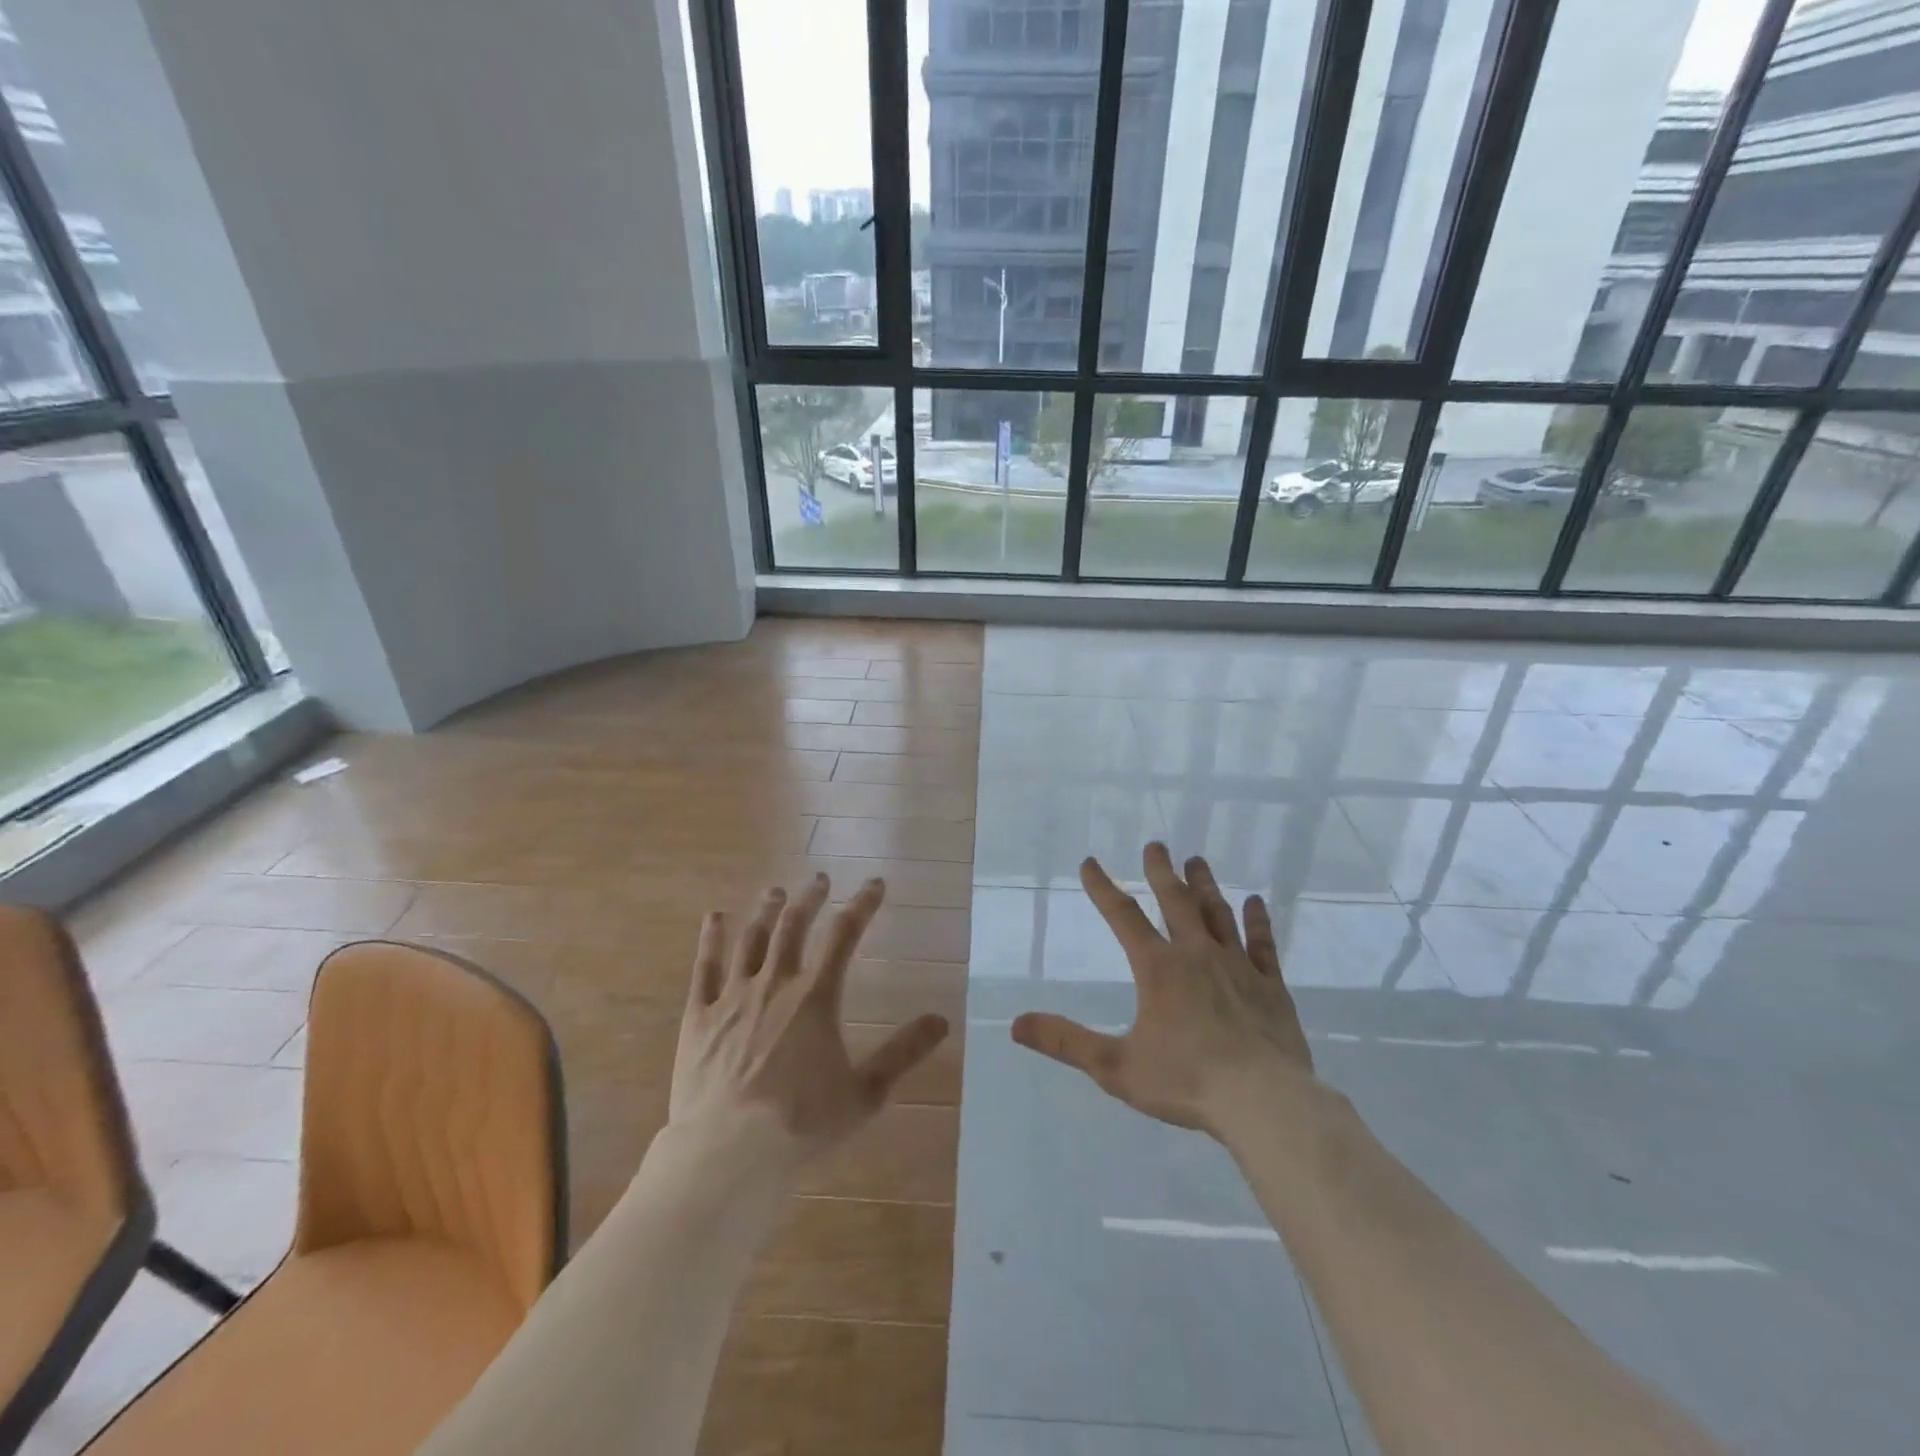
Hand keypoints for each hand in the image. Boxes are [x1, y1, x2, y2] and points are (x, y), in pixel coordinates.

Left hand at [671, 874, 948, 1160]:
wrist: (727, 1152)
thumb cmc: (801, 1124)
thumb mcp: (865, 1093)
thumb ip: (903, 1053)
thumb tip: (942, 1020)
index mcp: (816, 997)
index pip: (845, 934)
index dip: (862, 904)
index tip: (875, 884)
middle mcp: (775, 983)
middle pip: (794, 925)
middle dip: (810, 898)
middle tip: (819, 879)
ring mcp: (733, 996)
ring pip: (752, 938)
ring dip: (766, 910)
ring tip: (775, 891)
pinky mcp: (700, 1015)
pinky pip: (705, 966)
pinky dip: (711, 938)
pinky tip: (714, 917)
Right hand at [1012, 844, 1314, 1136]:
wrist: (1264, 1102)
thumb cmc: (1186, 1082)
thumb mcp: (1115, 1066)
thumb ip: (1066, 1042)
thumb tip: (1016, 1024)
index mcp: (1158, 968)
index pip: (1123, 916)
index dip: (1102, 887)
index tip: (1090, 863)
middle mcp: (1196, 954)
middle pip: (1175, 901)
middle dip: (1161, 871)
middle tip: (1155, 845)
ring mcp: (1237, 966)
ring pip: (1218, 913)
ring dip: (1204, 885)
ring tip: (1196, 860)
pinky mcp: (1270, 985)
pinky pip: (1262, 944)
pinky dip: (1258, 920)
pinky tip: (1256, 902)